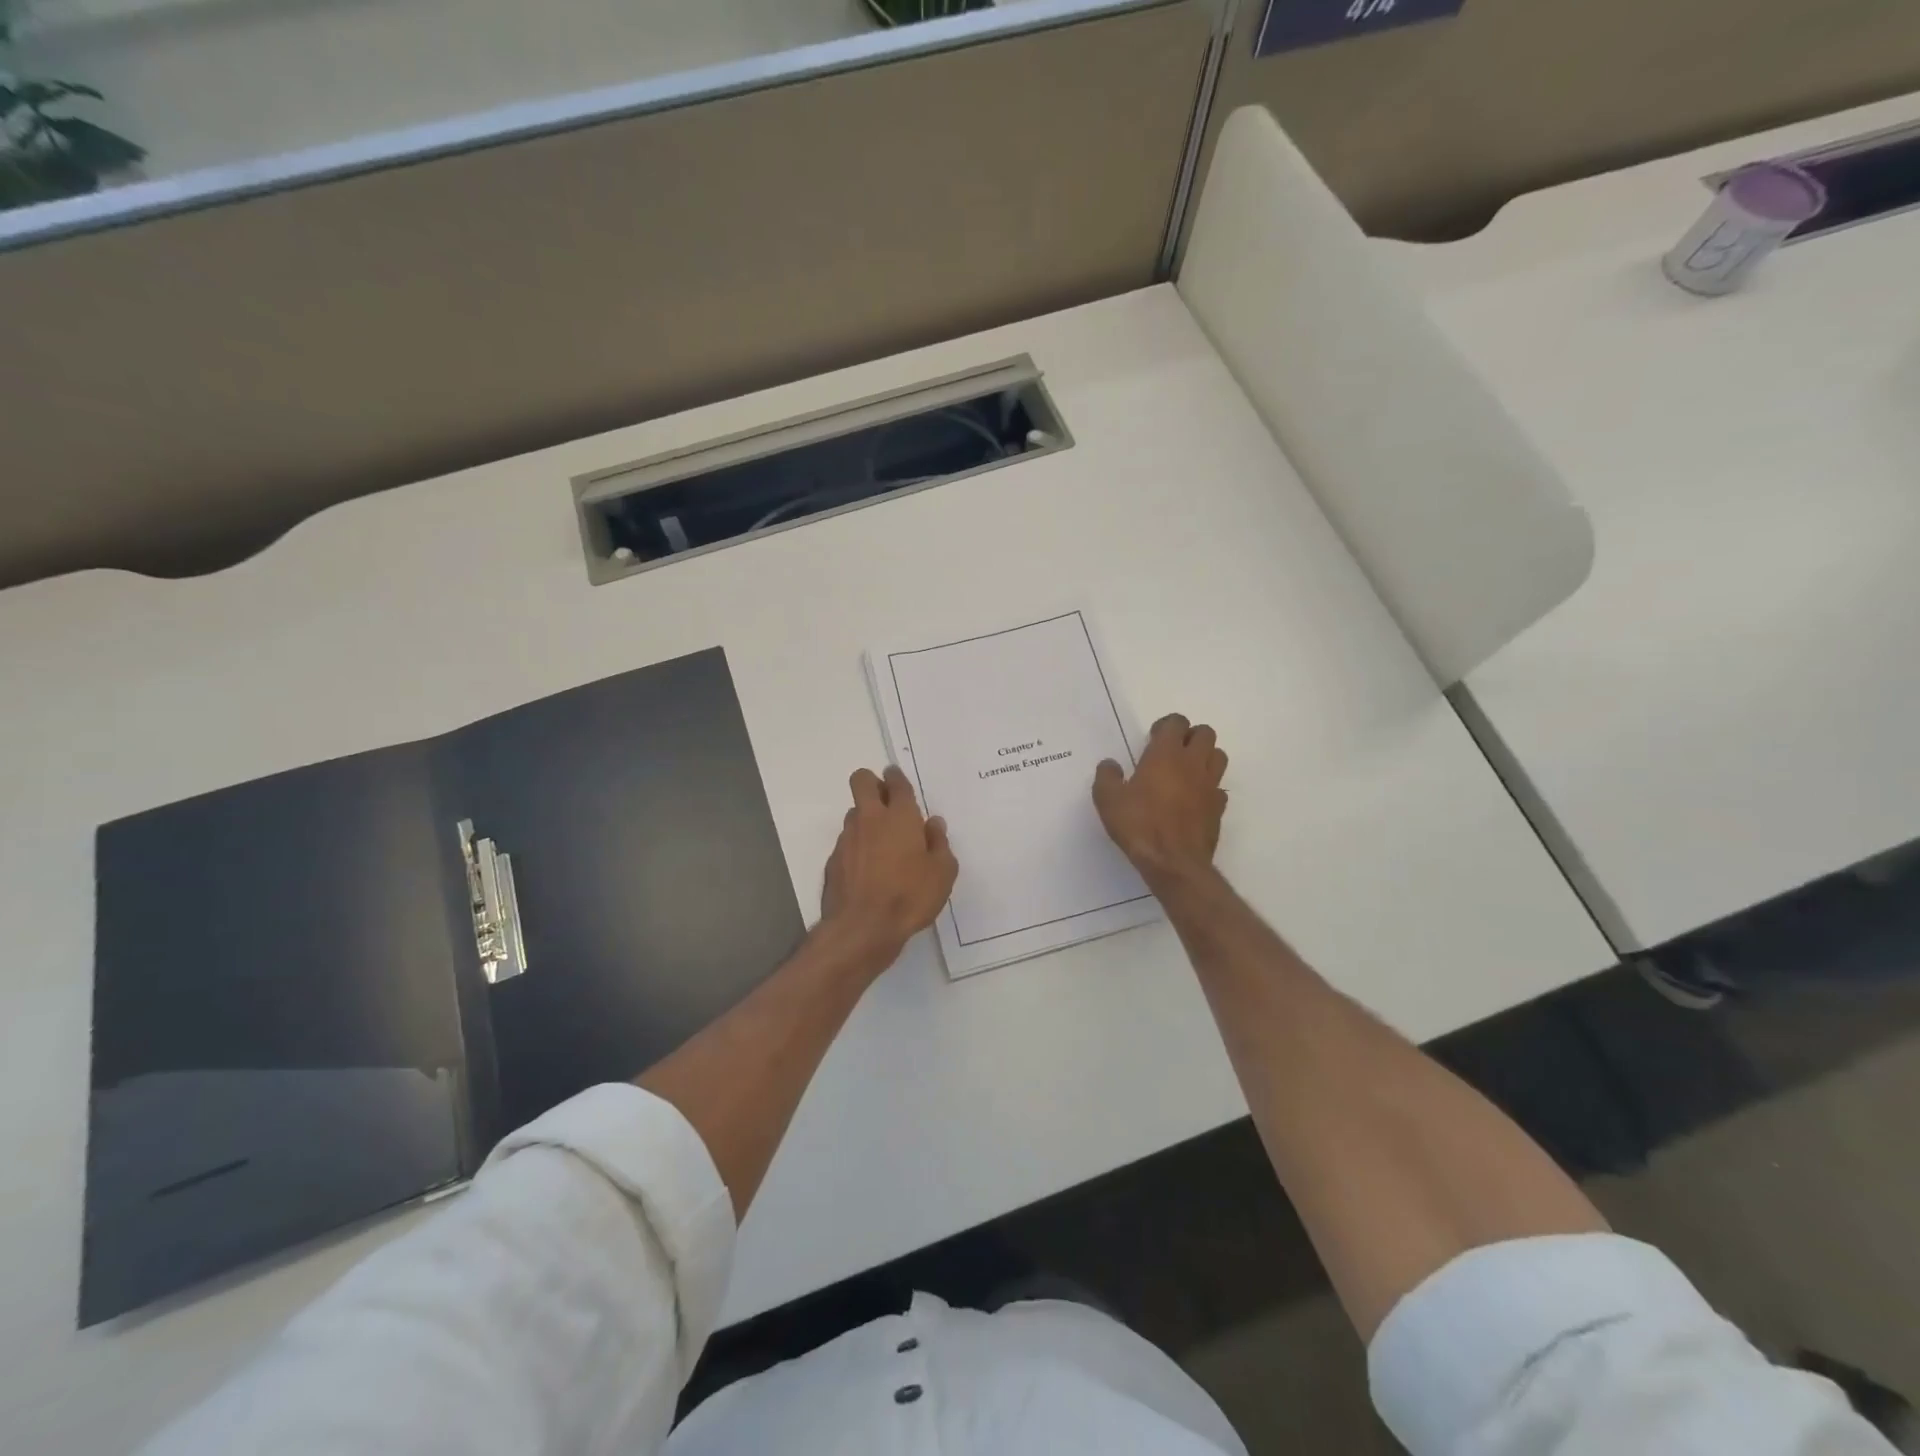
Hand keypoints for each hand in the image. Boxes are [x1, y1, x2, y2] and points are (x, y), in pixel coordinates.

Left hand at [820, 765, 958, 971]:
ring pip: (854, 813)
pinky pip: (847, 842)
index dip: (896, 777)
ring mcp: (847, 839)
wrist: (863, 928)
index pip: (896, 782)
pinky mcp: (833, 860)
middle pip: (861, 781)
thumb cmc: (910, 896)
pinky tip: (869, 870)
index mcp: (900, 816)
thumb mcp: (942, 873)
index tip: (898, 779)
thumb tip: (933, 824)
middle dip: (872, 782)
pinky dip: (858, 848)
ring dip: (866, 819)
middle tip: (887, 801)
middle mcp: (870, 819)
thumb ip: (939, 844)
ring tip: (882, 844)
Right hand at [1093, 714, 1227, 885]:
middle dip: (1190, 736)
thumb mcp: (1108, 800)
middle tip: (1171, 752)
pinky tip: (1192, 800)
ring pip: (1218, 756)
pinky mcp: (1219, 808)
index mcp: (1166, 755)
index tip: (1152, 739)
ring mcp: (1210, 785)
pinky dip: (1208, 787)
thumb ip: (1107, 777)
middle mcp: (1193, 763)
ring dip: (1204, 757)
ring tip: (1185, 772)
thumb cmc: (1139, 825)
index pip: (1177, 722)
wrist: (1174, 863)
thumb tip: (1110, 764)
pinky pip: (1218, 787)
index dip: (1165, 726)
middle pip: (1205, 733)